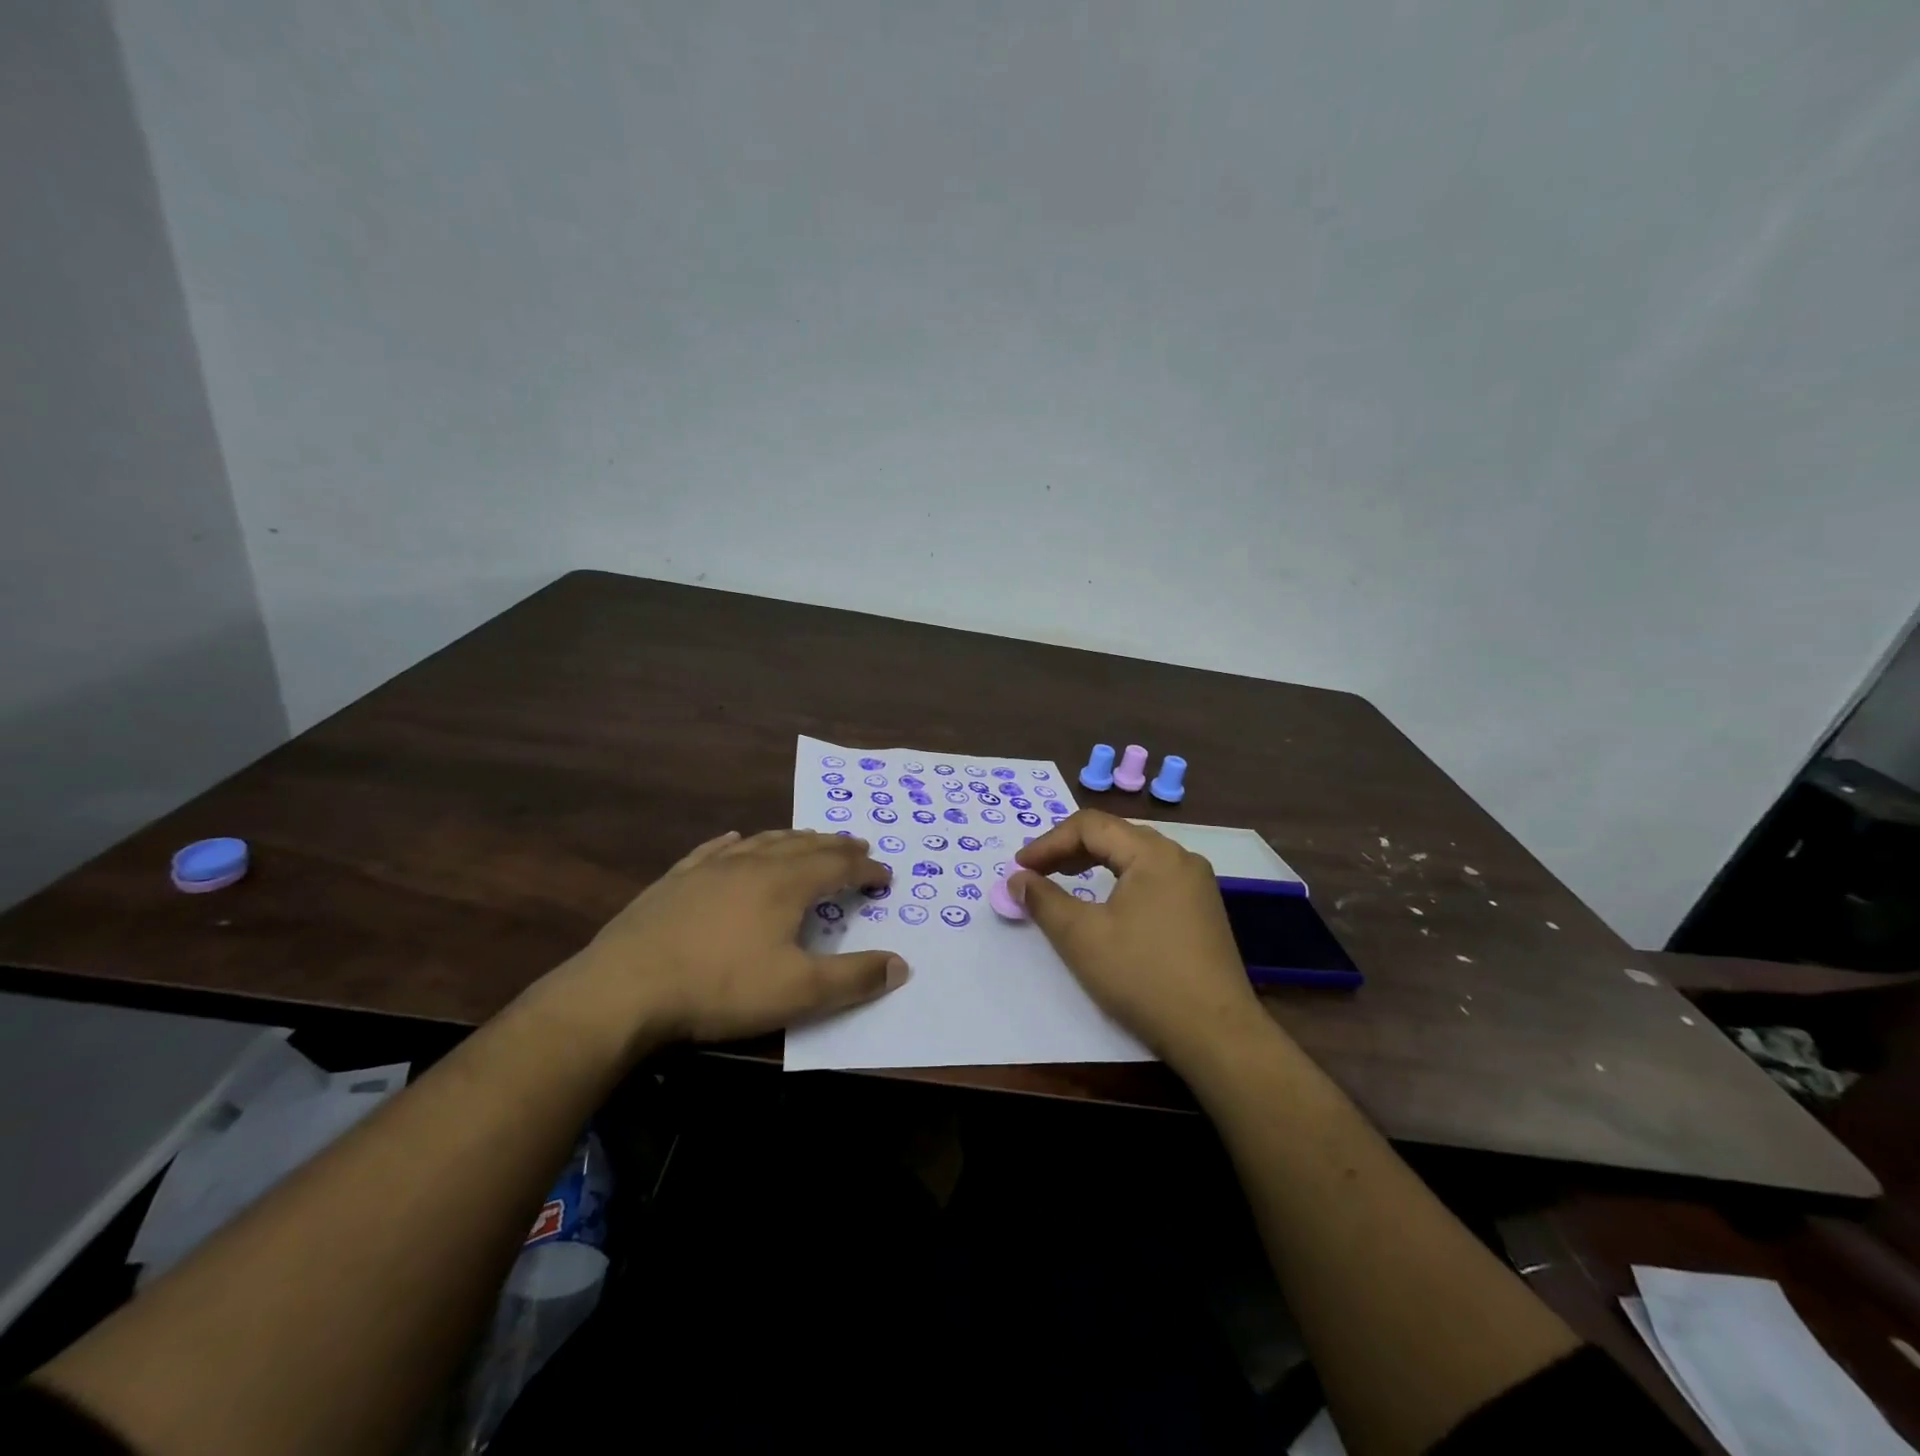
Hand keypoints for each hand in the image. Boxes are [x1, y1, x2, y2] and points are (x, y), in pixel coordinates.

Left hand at [566, 829, 908, 1044]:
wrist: (624, 989)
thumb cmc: (720, 988)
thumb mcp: (798, 992)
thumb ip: (854, 977)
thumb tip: (901, 964)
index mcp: (786, 884)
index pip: (839, 867)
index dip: (866, 869)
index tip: (885, 876)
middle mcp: (753, 864)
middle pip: (805, 845)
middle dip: (836, 846)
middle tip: (857, 845)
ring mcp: (710, 868)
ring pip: (763, 841)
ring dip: (794, 838)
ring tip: (810, 839)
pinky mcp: (676, 880)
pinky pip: (714, 849)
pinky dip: (736, 841)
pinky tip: (735, 838)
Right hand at [1011, 811, 1267, 1065]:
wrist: (1216, 1034)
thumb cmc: (1143, 977)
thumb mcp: (1082, 938)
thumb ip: (1044, 901)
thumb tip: (1018, 879)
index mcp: (1154, 853)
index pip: (1090, 826)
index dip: (1048, 842)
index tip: (1019, 868)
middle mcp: (1180, 857)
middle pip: (1115, 835)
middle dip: (1070, 849)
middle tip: (1037, 872)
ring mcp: (1197, 884)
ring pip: (1135, 856)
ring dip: (1095, 863)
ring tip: (1065, 880)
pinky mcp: (1203, 909)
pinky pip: (1153, 877)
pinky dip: (1120, 880)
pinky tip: (1107, 903)